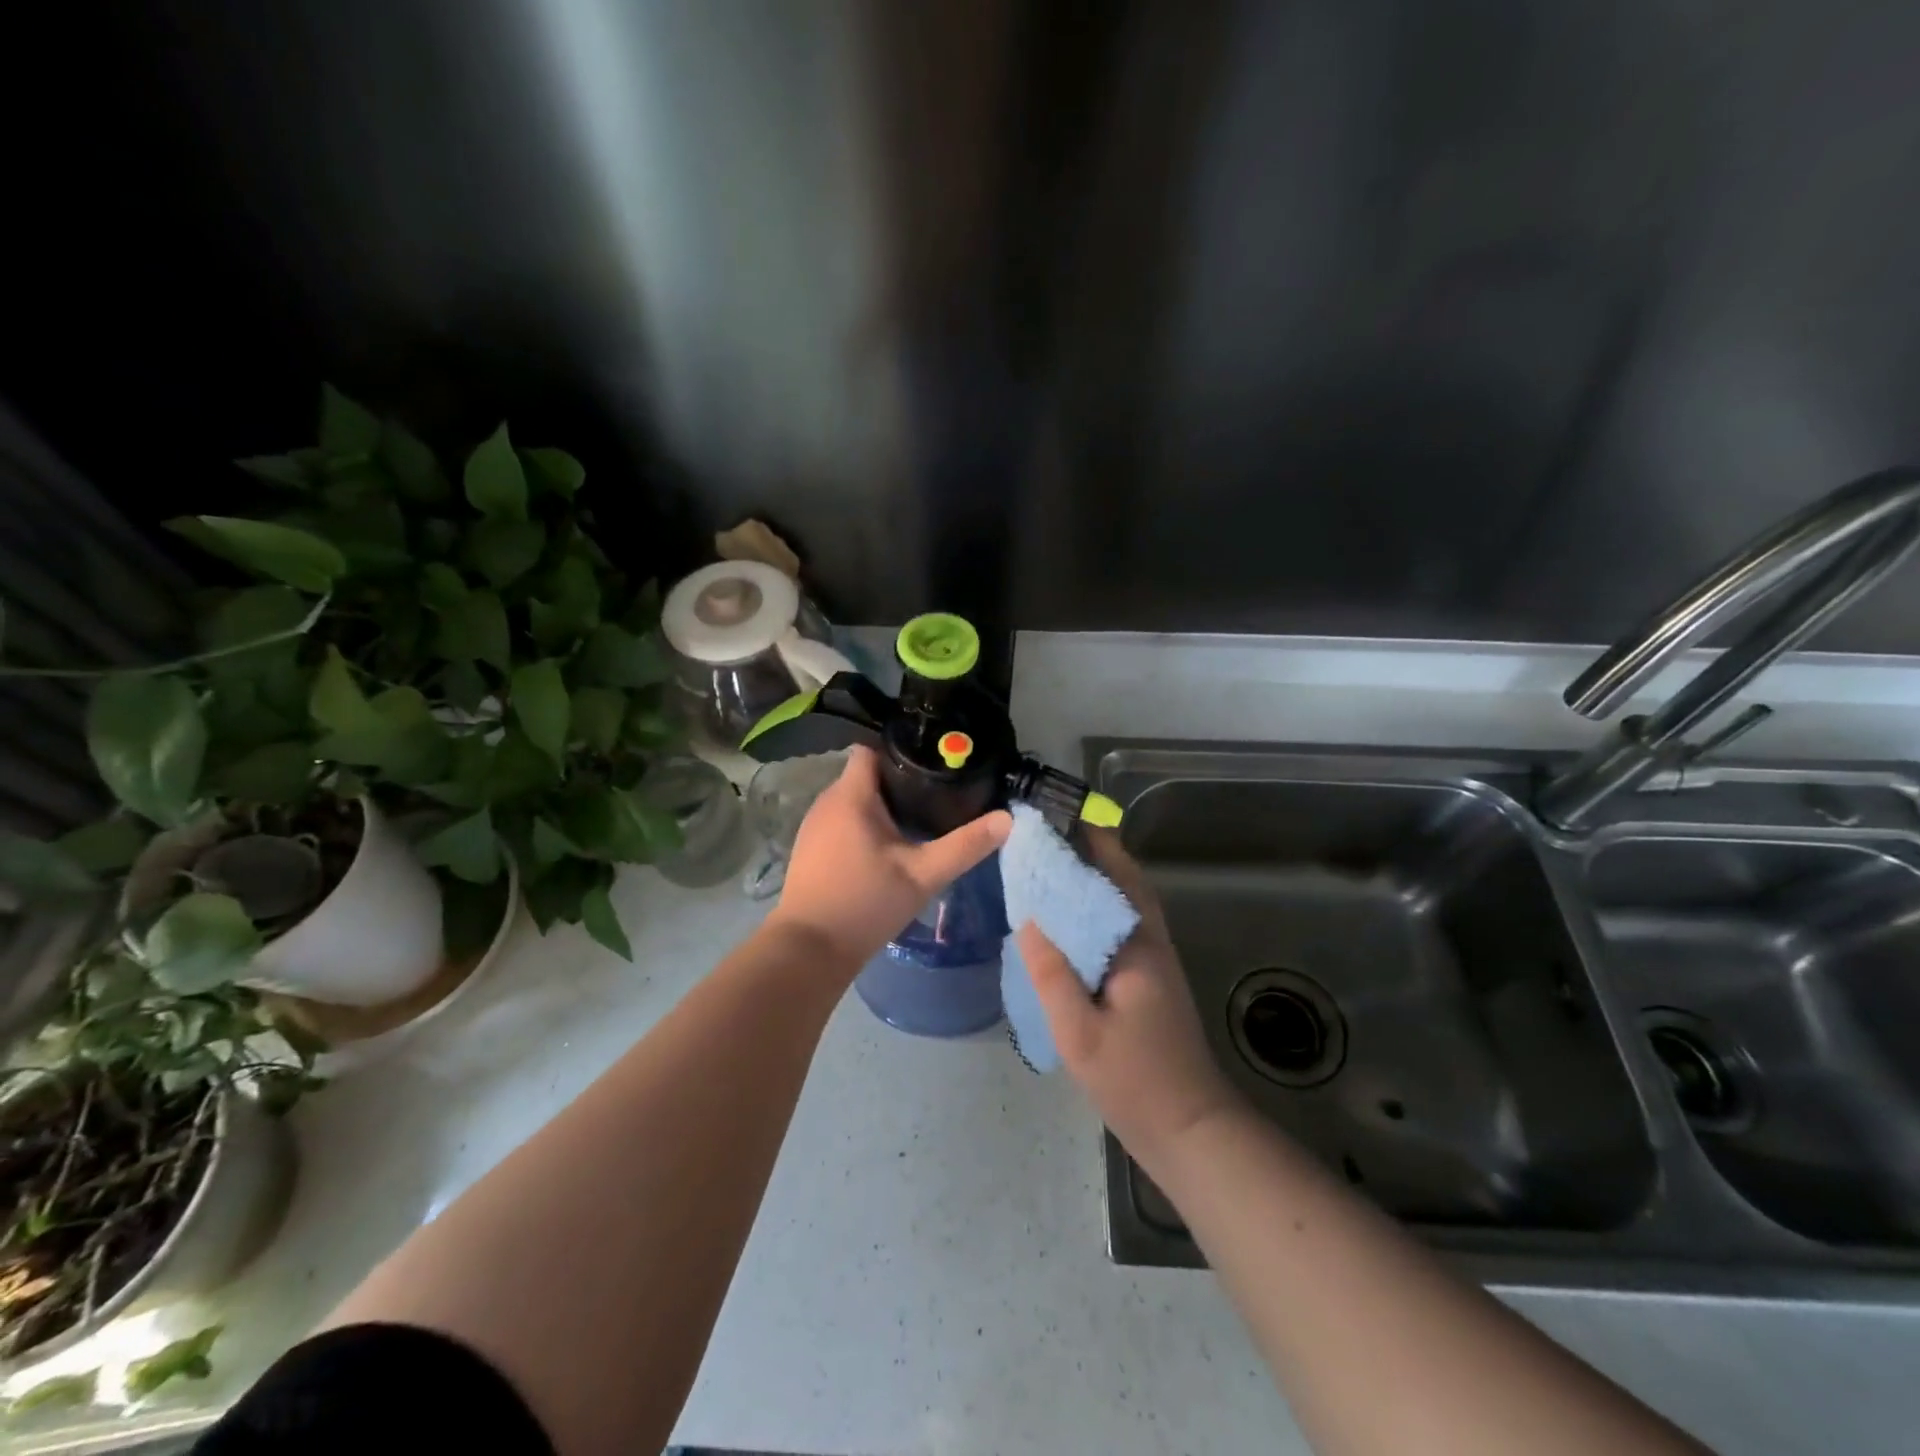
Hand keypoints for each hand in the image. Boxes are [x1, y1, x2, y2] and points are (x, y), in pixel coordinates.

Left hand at [767, 746, 1011, 974]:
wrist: (809, 950)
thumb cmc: (866, 903)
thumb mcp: (923, 875)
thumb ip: (965, 846)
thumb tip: (1007, 819)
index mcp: (851, 796)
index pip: (871, 749)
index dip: (901, 751)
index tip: (933, 764)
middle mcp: (827, 801)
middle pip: (866, 775)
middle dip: (899, 781)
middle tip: (937, 795)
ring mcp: (814, 825)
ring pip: (854, 799)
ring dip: (882, 805)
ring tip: (917, 819)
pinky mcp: (810, 848)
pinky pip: (842, 820)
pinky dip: (864, 825)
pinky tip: (887, 847)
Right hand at [1018, 830, 1240, 1169]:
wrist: (1190, 1130)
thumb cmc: (1135, 1081)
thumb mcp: (1080, 1032)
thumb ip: (1052, 974)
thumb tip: (1029, 920)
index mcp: (1138, 946)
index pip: (1117, 876)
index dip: (1092, 842)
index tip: (1059, 818)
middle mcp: (1152, 943)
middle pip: (1125, 882)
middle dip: (1093, 852)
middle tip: (1048, 837)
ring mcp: (1155, 962)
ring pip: (1125, 904)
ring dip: (1097, 879)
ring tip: (1052, 868)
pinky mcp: (1151, 981)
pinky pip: (1121, 928)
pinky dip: (1098, 910)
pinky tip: (1069, 922)